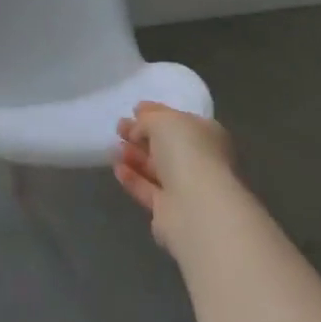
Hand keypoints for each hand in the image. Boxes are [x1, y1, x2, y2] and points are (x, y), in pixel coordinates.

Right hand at [114, 101, 236, 255]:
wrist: (196, 208)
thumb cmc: (186, 152)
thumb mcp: (162, 121)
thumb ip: (147, 119)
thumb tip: (137, 129)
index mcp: (206, 134)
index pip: (179, 120)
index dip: (156, 114)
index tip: (133, 110)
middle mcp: (200, 161)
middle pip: (166, 145)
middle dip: (141, 136)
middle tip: (119, 128)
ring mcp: (186, 187)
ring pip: (156, 168)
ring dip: (134, 156)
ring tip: (113, 147)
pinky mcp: (169, 211)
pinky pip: (147, 189)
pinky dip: (132, 178)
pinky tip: (117, 168)